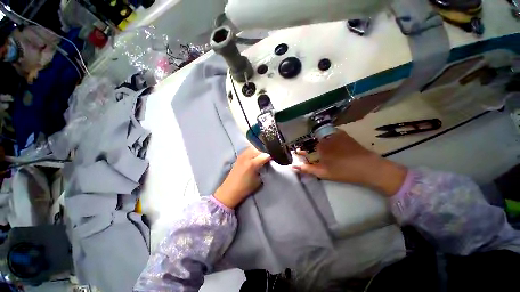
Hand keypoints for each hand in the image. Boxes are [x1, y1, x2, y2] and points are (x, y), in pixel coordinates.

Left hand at [214, 147, 271, 208]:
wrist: (229, 190)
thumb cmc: (245, 188)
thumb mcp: (258, 181)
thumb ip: (263, 171)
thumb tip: (265, 166)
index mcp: (252, 164)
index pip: (264, 156)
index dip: (269, 158)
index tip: (271, 161)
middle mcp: (246, 157)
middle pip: (258, 150)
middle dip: (263, 154)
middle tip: (265, 160)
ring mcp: (241, 157)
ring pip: (252, 149)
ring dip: (257, 152)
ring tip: (259, 158)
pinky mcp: (238, 158)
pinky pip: (246, 151)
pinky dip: (251, 152)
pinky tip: (252, 158)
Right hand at [293, 131, 407, 196]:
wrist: (369, 167)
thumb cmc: (343, 171)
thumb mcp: (323, 172)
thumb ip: (306, 169)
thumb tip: (292, 166)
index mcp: (320, 146)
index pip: (306, 146)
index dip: (304, 151)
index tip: (304, 156)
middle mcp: (326, 137)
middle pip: (314, 140)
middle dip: (312, 146)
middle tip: (316, 156)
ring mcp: (336, 135)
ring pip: (323, 136)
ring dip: (320, 142)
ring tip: (324, 152)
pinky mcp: (345, 135)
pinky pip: (332, 134)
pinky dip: (329, 138)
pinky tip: (333, 146)